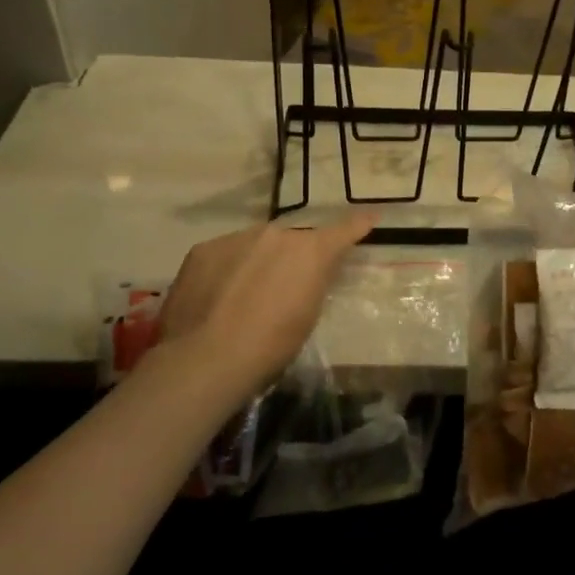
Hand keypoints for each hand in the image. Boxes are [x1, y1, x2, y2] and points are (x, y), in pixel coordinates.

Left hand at [153, 213, 376, 403]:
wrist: (206, 358)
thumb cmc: (270, 346)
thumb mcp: (307, 316)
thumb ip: (312, 282)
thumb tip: (308, 273)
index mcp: (310, 252)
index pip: (343, 232)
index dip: (358, 225)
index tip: (371, 216)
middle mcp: (276, 234)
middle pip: (291, 241)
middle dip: (291, 258)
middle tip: (282, 288)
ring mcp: (236, 237)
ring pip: (255, 245)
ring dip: (257, 262)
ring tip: (244, 296)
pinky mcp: (203, 248)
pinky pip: (224, 254)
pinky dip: (226, 269)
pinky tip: (216, 297)